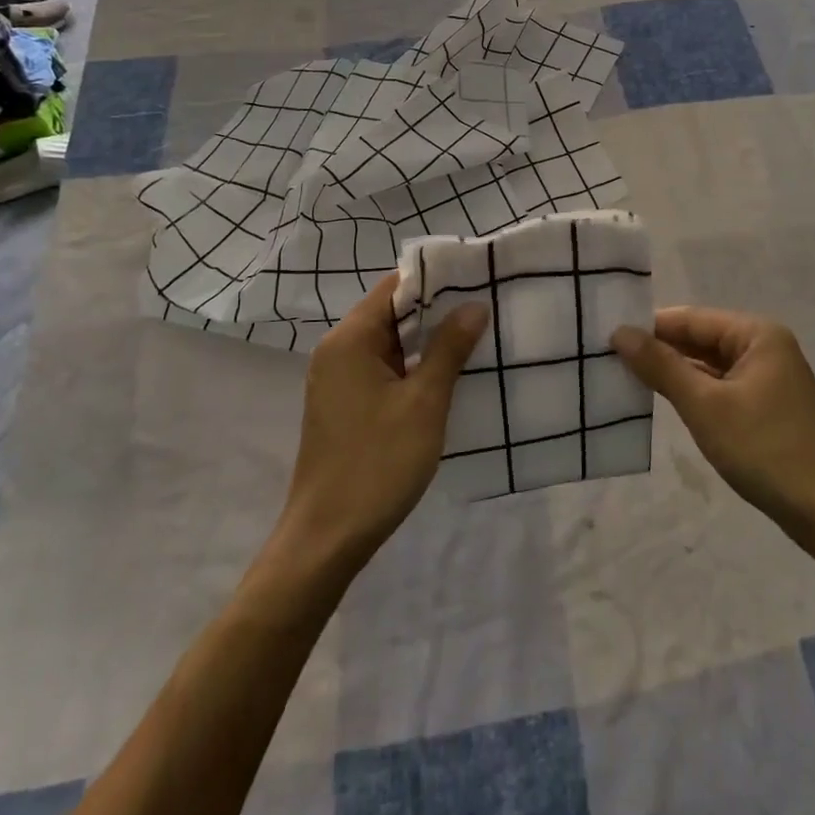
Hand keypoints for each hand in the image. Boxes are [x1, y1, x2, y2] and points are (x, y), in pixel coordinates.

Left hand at [279, 274, 489, 569]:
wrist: (327, 536)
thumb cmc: (377, 463)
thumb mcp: (424, 403)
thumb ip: (448, 348)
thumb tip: (473, 305)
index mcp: (349, 340)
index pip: (393, 287)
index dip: (434, 279)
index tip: (476, 277)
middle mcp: (337, 351)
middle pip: (390, 313)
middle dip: (436, 309)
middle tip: (486, 306)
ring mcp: (338, 380)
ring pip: (389, 344)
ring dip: (427, 341)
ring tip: (476, 336)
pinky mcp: (344, 405)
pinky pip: (382, 369)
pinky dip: (412, 366)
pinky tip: (448, 374)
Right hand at [613, 307, 814, 554]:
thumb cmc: (766, 450)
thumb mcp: (706, 406)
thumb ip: (661, 366)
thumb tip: (620, 332)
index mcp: (757, 335)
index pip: (691, 318)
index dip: (649, 326)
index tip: (606, 337)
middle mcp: (766, 348)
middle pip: (701, 339)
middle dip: (659, 350)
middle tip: (608, 359)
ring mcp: (770, 380)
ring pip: (710, 366)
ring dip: (674, 374)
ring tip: (626, 379)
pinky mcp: (768, 408)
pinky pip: (722, 389)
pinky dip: (694, 394)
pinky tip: (665, 403)